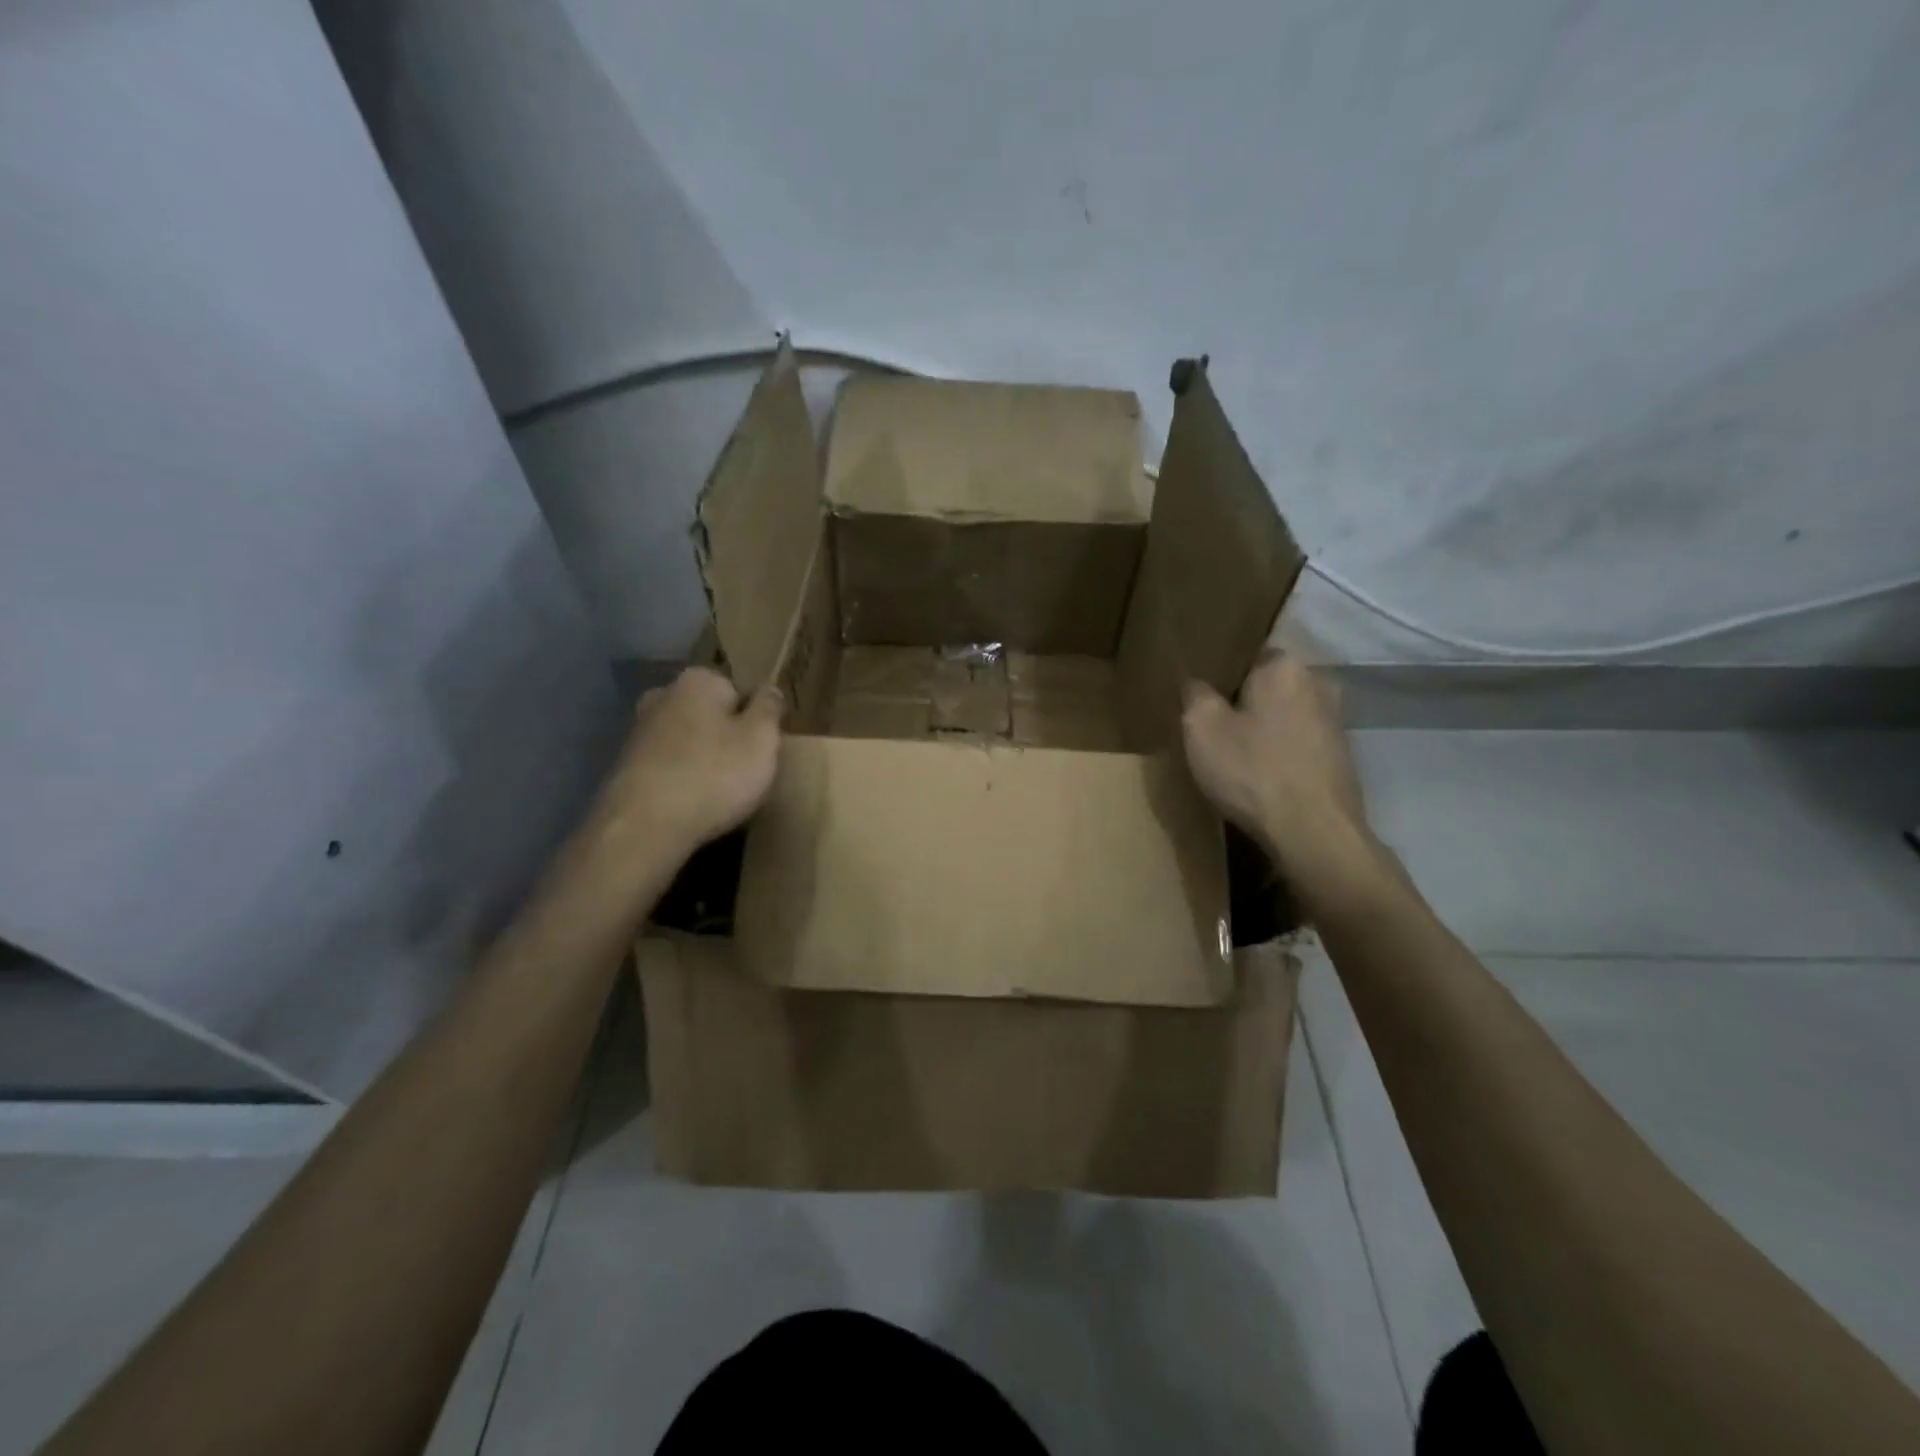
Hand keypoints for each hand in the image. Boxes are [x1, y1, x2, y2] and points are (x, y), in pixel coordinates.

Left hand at [599, 668, 782, 852]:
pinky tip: (693, 803)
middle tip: (746, 771)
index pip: (738, 691)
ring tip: (721, 792)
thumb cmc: (714, 775)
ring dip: (702, 759)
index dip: (754, 720)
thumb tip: (770, 689)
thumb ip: (769, 709)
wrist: (645, 827)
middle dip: (725, 736)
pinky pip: (669, 766)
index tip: (763, 748)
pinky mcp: (626, 766)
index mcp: (698, 681)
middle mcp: (663, 696)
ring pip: (687, 740)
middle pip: (709, 714)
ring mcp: (639, 731)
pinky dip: (681, 779)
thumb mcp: (761, 740)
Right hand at [1181, 652, 1377, 900]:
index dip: (1221, 675)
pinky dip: (1282, 753)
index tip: (1202, 698)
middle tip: (1214, 727)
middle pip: (1269, 685)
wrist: (1313, 833)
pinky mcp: (1342, 757)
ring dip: (1265, 729)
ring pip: (1287, 715)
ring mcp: (1337, 722)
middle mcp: (1319, 683)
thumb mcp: (1200, 728)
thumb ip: (1195, 695)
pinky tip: (1263, 775)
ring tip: (1237, 753)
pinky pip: (1300, 742)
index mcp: (1284, 666)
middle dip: (1245, 702)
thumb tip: (1198, 685)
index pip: (1247, 654)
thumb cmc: (1252, 771)